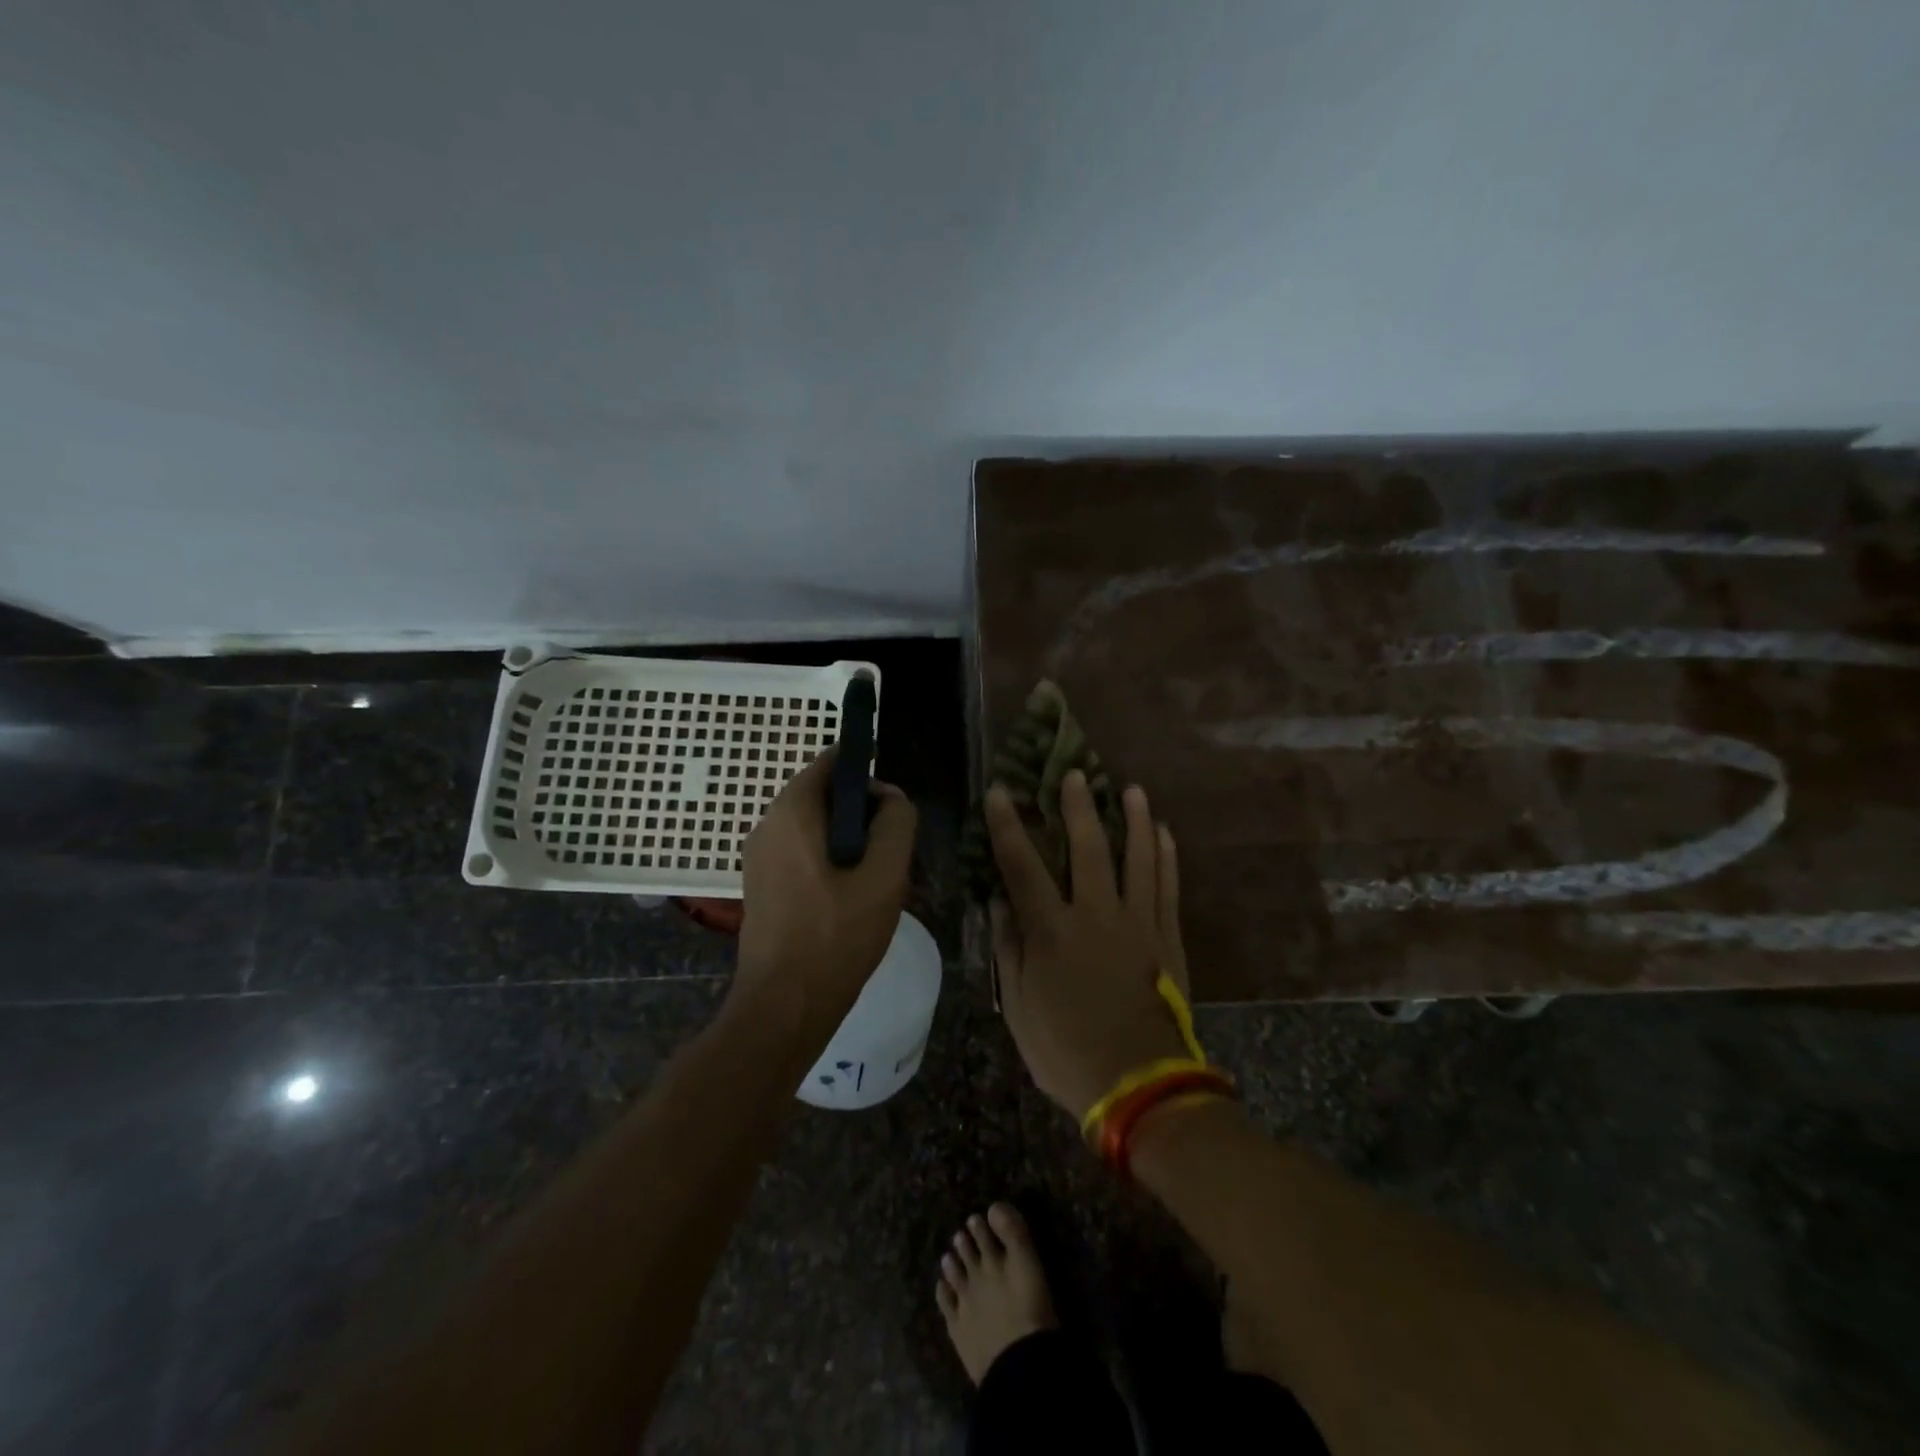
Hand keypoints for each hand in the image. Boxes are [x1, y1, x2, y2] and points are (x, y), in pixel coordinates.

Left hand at [733, 748, 917, 1040]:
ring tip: (875, 881)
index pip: (830, 761)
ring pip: (815, 828)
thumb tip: (891, 797)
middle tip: (889, 853)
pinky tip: (850, 900)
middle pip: (823, 795)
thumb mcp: (885, 876)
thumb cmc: (837, 936)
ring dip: (848, 842)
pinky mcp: (761, 885)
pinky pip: (801, 854)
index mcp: (791, 812)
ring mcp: (759, 857)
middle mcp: (767, 825)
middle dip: (862, 814)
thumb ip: (896, 823)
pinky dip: (829, 862)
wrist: (784, 1006)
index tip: (893, 809)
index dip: (867, 773)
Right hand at [986, 771, 1190, 1119]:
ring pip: (1138, 857)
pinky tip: (1165, 833)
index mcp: (1052, 931)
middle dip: (1078, 807)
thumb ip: (1009, 949)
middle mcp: (1095, 914)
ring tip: (1132, 789)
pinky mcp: (1167, 937)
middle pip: (1088, 847)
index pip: (1022, 865)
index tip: (1001, 792)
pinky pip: (1168, 886)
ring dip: (1135, 820)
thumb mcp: (1019, 1007)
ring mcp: (1138, 923)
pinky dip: (1167, 856)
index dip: (1009, 826)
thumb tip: (999, 902)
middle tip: (1075, 773)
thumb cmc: (1066, 1049)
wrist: (1140, 1084)